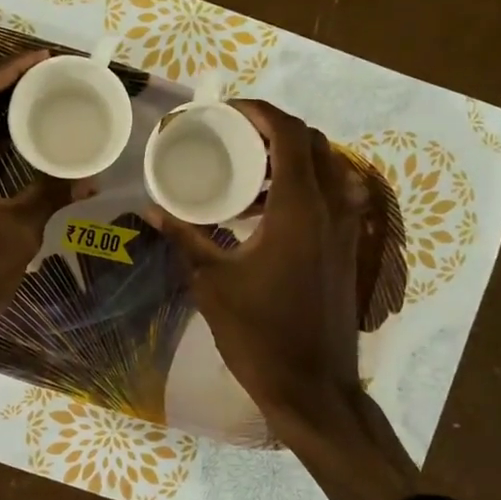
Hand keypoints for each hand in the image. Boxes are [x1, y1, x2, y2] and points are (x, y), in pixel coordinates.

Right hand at [149, 101, 368, 433]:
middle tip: (236, 140)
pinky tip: (268, 215)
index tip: (227, 112)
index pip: (290, 134)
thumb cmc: (260, 333)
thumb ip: (185, 238)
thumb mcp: (212, 283)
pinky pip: (334, 198)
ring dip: (292, 161)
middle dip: (276, 132)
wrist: (313, 387)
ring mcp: (347, 230)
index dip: (260, 112)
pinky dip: (305, 189)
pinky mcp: (349, 250)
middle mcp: (332, 208)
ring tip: (248, 175)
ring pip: (329, 170)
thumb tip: (152, 210)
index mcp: (299, 208)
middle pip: (314, 144)